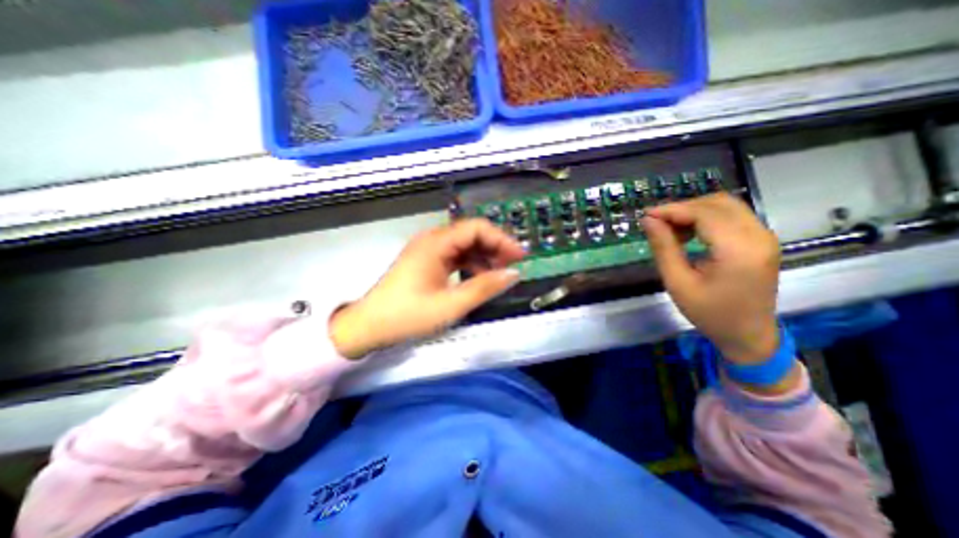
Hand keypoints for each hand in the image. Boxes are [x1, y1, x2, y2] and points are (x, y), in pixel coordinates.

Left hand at [329, 218, 523, 360]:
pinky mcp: (427, 262)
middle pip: (471, 234)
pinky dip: (471, 265)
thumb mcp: (451, 305)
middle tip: (514, 265)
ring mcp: (429, 251)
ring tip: (500, 274)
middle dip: (495, 247)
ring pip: (464, 246)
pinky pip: (455, 257)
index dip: (501, 239)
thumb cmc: (407, 316)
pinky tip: (480, 278)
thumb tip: (513, 274)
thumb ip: (484, 288)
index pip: (476, 228)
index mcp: (436, 243)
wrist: (369, 326)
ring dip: (484, 257)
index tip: (519, 256)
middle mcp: (432, 240)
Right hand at [640, 196, 781, 366]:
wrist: (748, 334)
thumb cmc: (709, 313)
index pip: (704, 213)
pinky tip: (690, 234)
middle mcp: (759, 236)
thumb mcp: (678, 283)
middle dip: (683, 208)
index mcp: (739, 251)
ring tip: (671, 230)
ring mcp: (765, 237)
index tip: (646, 215)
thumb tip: (648, 220)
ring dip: (694, 211)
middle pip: (718, 203)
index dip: (672, 210)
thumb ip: (663, 247)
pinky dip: (706, 218)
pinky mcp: (762, 240)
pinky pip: (732, 216)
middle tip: (657, 223)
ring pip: (726, 206)